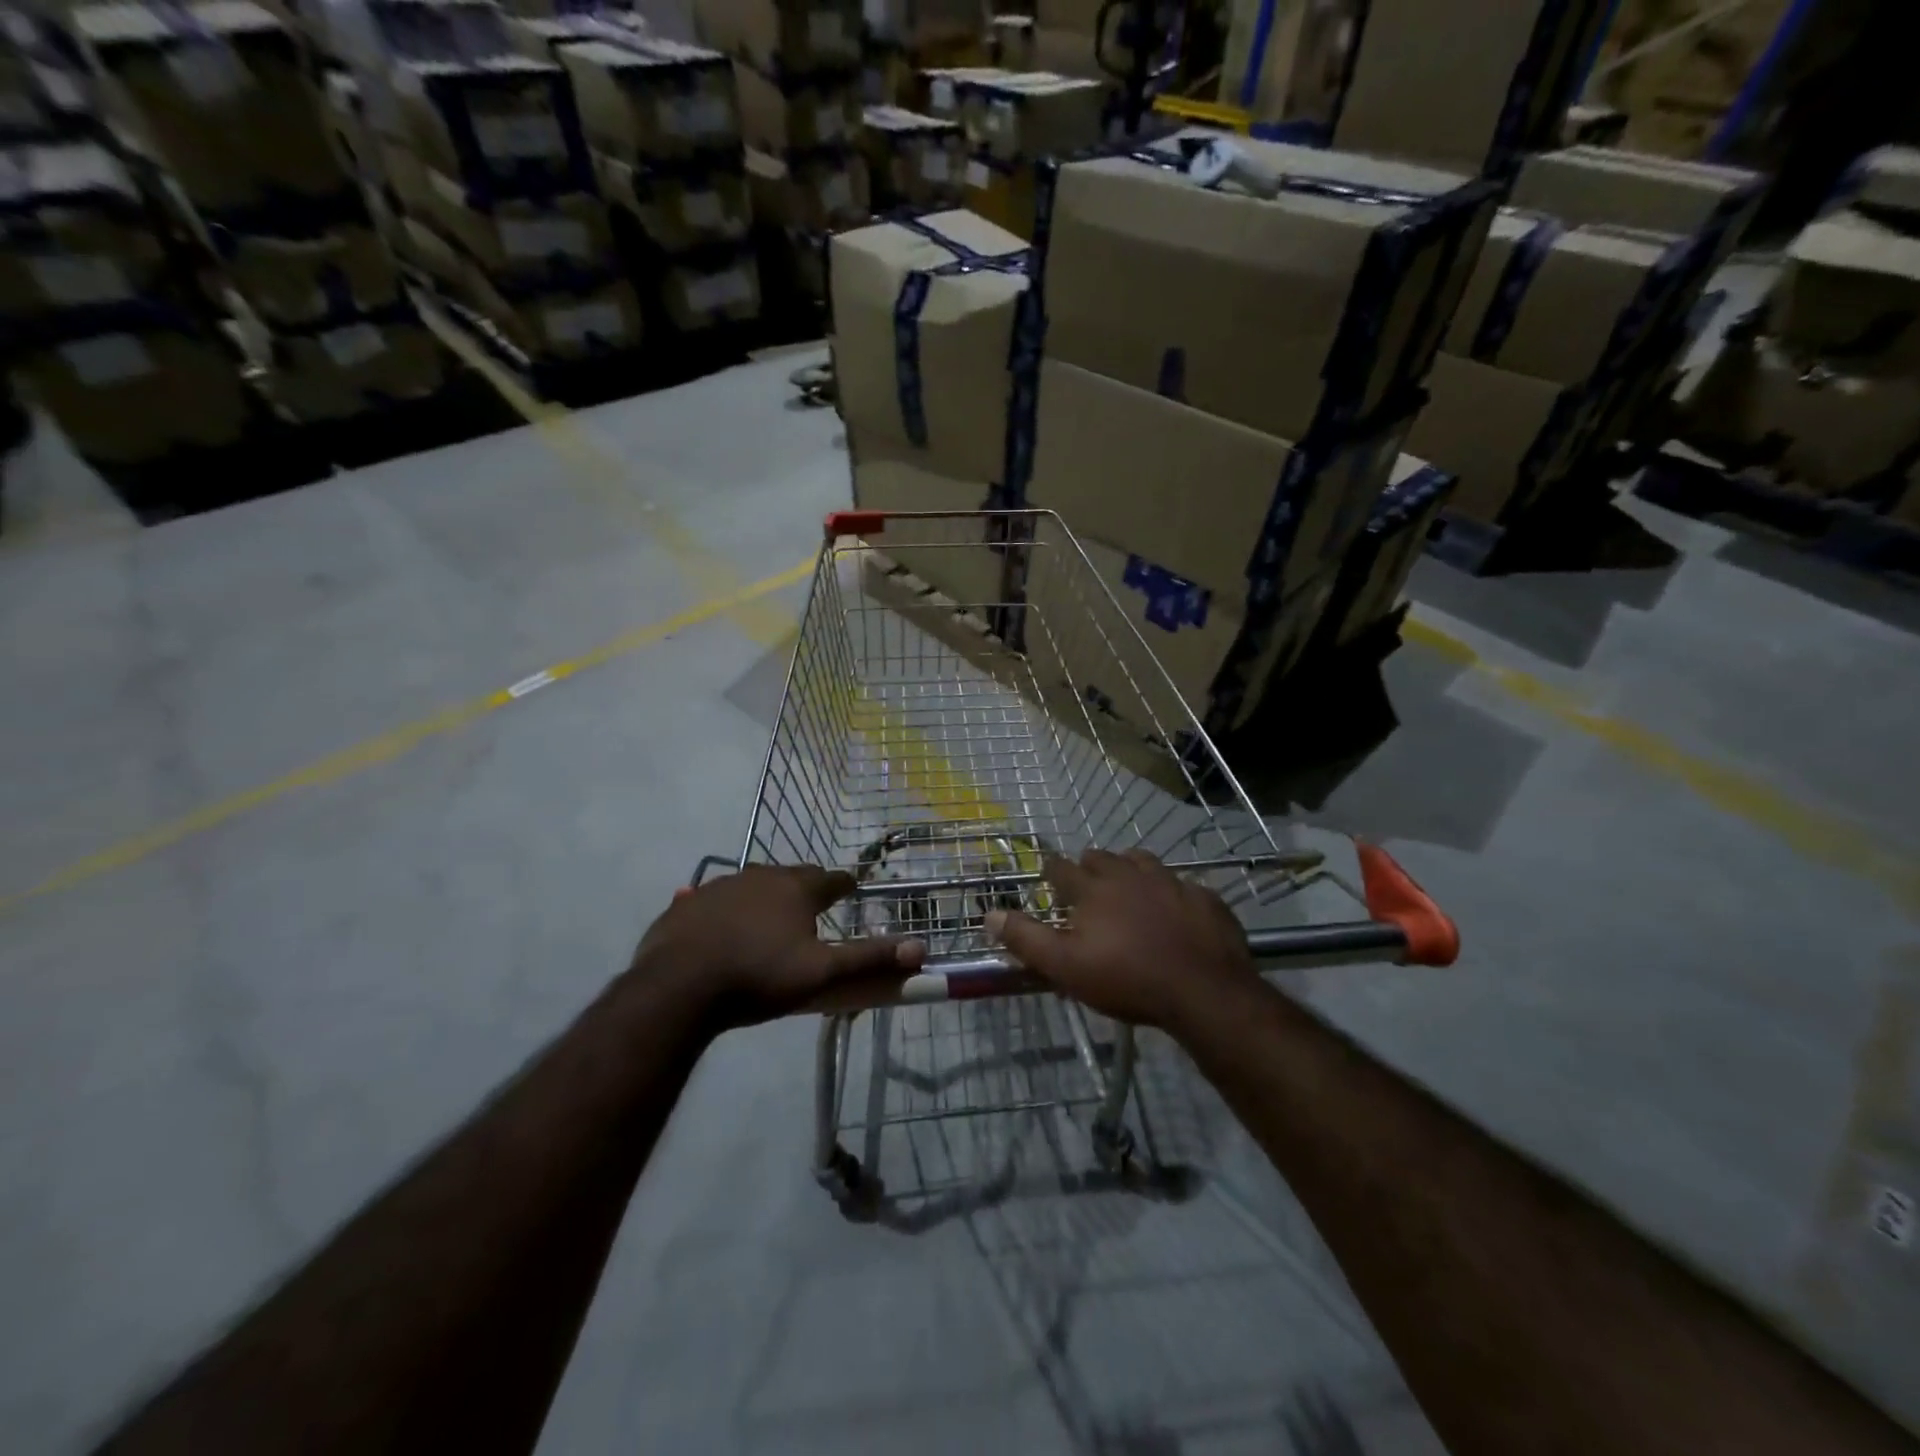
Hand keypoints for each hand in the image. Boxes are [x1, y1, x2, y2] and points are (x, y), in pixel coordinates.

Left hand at [634, 865, 923, 1026]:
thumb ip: (869, 958)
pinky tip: (719, 927)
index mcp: (796, 888)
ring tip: (767, 921)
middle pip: (791, 876)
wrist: (679, 988)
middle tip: (811, 909)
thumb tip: (921, 947)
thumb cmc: (759, 977)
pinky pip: (713, 901)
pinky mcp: (687, 904)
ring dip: (764, 898)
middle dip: (804, 888)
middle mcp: (760, 876)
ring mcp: (719, 886)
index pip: (831, 879)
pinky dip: (724, 911)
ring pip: (752, 885)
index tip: (850, 889)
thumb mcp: (821, 973)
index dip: (843, 886)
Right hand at [984, 849, 1257, 1032]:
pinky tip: (1174, 911)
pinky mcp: (1204, 896)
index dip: (1051, 872)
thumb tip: (989, 914)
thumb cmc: (1127, 979)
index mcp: (1093, 888)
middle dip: (1089, 867)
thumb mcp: (1066, 967)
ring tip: (1128, 890)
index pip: (1061, 867)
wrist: (1204, 991)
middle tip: (1086, 889)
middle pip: (1101, 857)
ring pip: (1142, 861)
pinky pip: (1181, 884)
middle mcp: (1129, 873)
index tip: (1048, 880)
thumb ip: (1025, 939)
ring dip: (1130, 870)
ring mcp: (1171, 881)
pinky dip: (1170, 892)